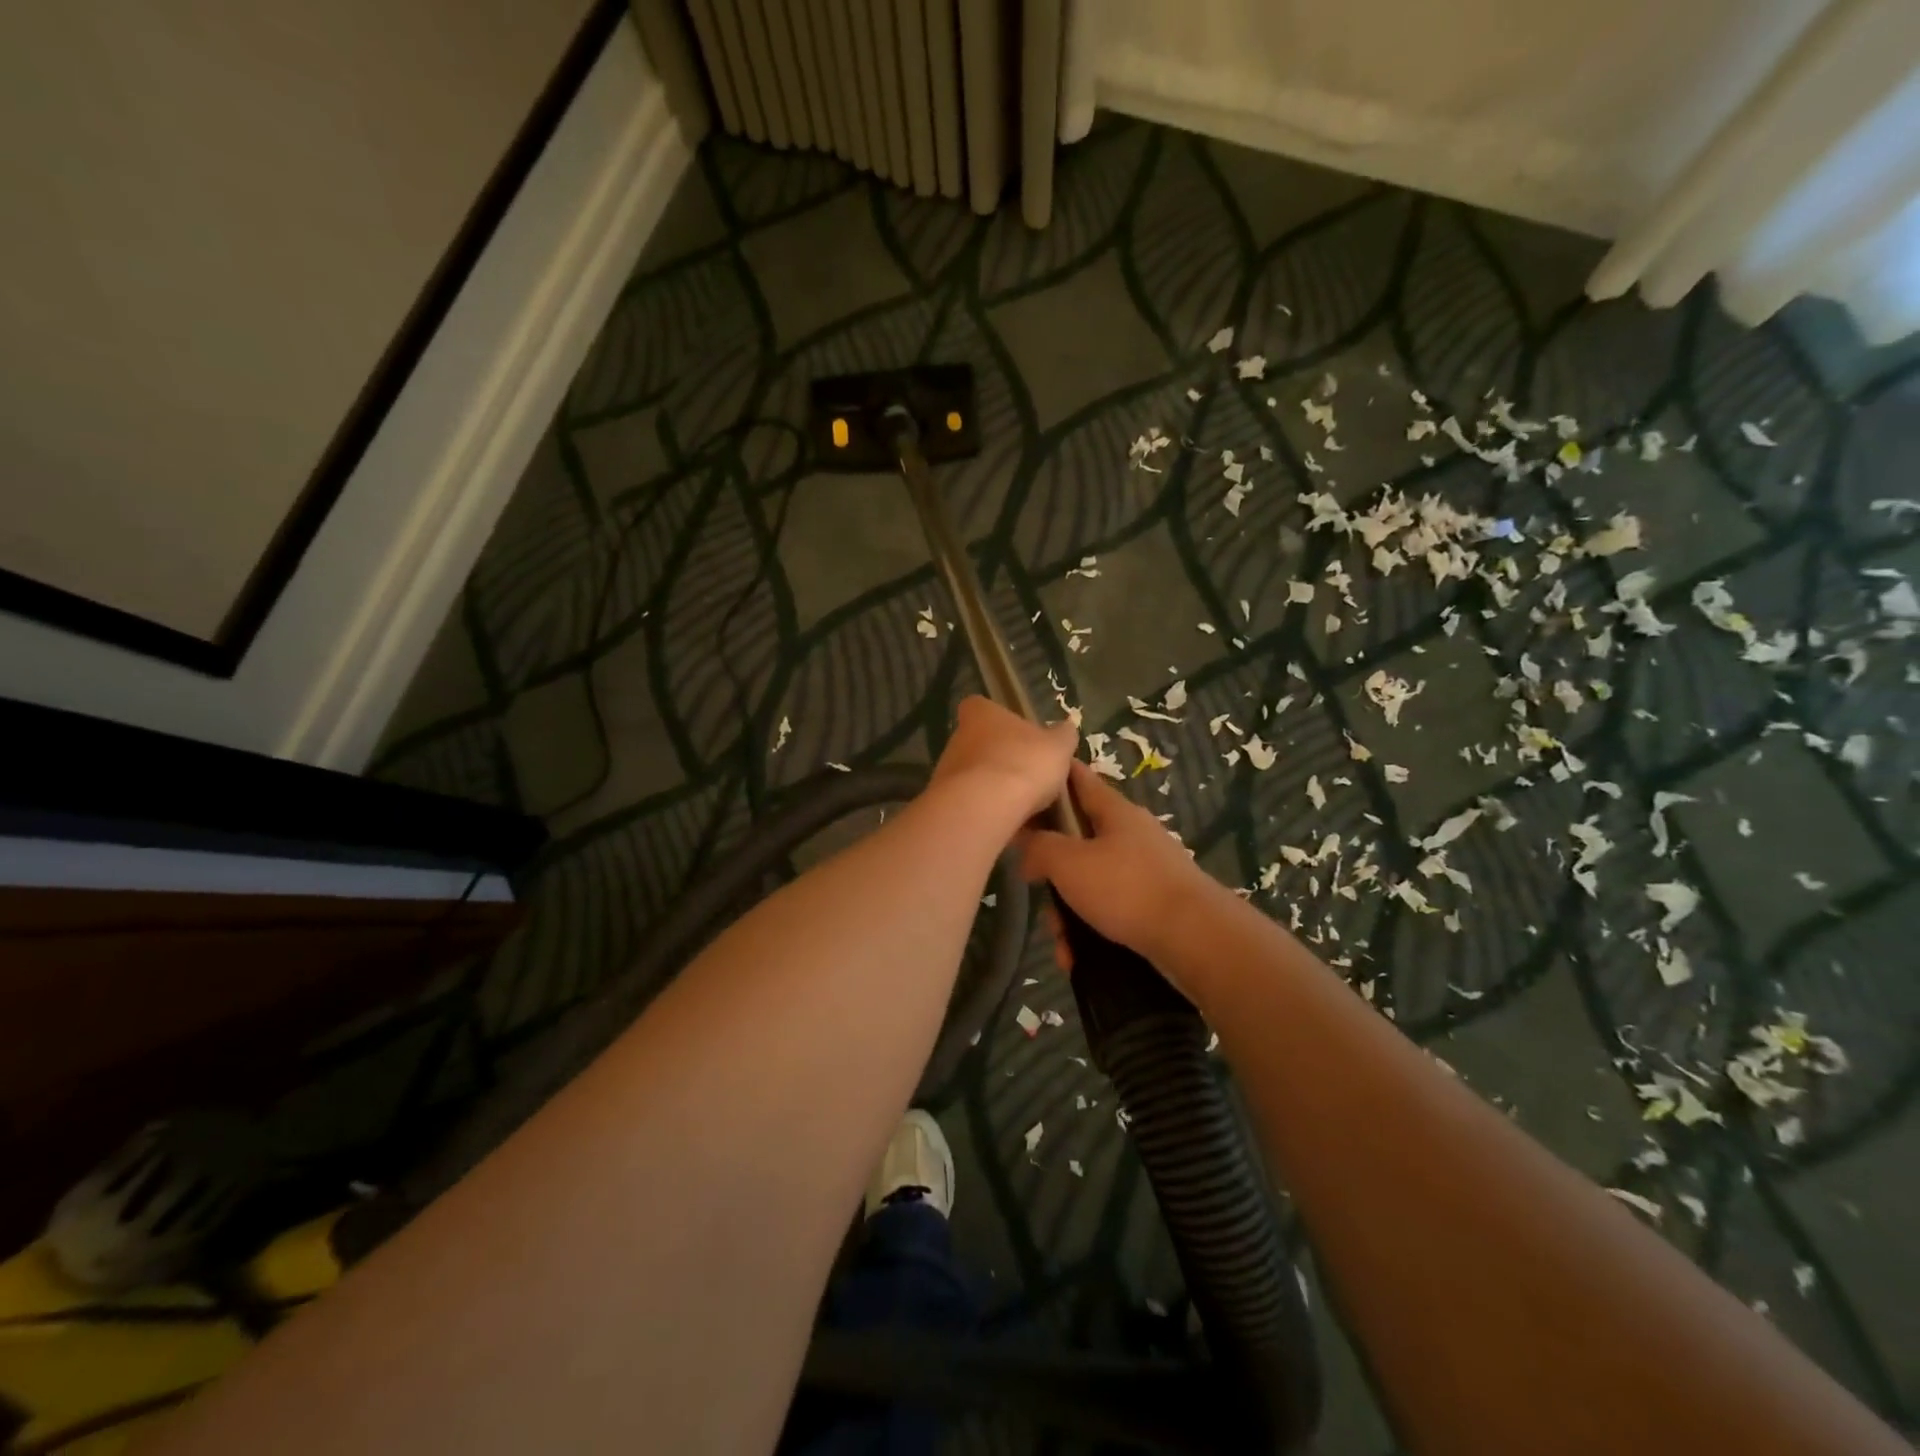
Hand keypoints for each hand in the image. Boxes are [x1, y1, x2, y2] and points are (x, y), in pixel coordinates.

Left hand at [929, 697, 1077, 831]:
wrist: (984, 807)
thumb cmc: (1023, 763)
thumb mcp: (1058, 746)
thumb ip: (1062, 736)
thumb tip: (1065, 728)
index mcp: (980, 714)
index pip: (982, 707)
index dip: (1001, 720)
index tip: (1020, 736)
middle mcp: (957, 737)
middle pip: (980, 744)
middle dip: (1001, 758)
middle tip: (1028, 775)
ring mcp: (946, 770)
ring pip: (974, 775)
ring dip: (993, 787)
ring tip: (1022, 805)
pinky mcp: (945, 801)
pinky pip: (971, 802)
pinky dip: (987, 810)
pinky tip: (1008, 822)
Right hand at [1021, 760, 1218, 971]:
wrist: (1195, 938)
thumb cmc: (1126, 888)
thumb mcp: (1068, 863)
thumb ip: (1039, 847)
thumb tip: (1027, 847)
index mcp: (1114, 810)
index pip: (1078, 778)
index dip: (1051, 776)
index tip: (1024, 784)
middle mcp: (1132, 834)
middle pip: (1078, 839)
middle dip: (1054, 871)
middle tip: (1038, 890)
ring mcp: (1146, 869)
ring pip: (1091, 882)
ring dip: (1069, 911)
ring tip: (1062, 941)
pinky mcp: (1155, 903)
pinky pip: (1110, 911)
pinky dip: (1091, 931)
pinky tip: (1077, 956)